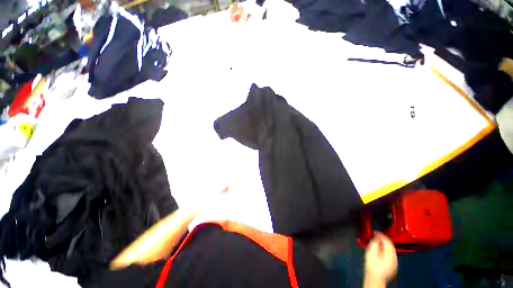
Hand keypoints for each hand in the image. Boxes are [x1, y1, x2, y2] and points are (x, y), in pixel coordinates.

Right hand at [364, 233, 397, 282]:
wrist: (375, 277)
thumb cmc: (372, 264)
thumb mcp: (371, 251)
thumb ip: (374, 242)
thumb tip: (376, 236)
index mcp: (389, 253)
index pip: (387, 240)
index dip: (381, 234)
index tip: (375, 232)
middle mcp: (394, 257)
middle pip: (390, 244)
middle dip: (383, 238)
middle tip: (376, 235)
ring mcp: (395, 262)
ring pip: (391, 249)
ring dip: (385, 244)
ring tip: (378, 241)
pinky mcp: (393, 265)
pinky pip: (391, 254)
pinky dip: (387, 249)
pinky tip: (381, 249)